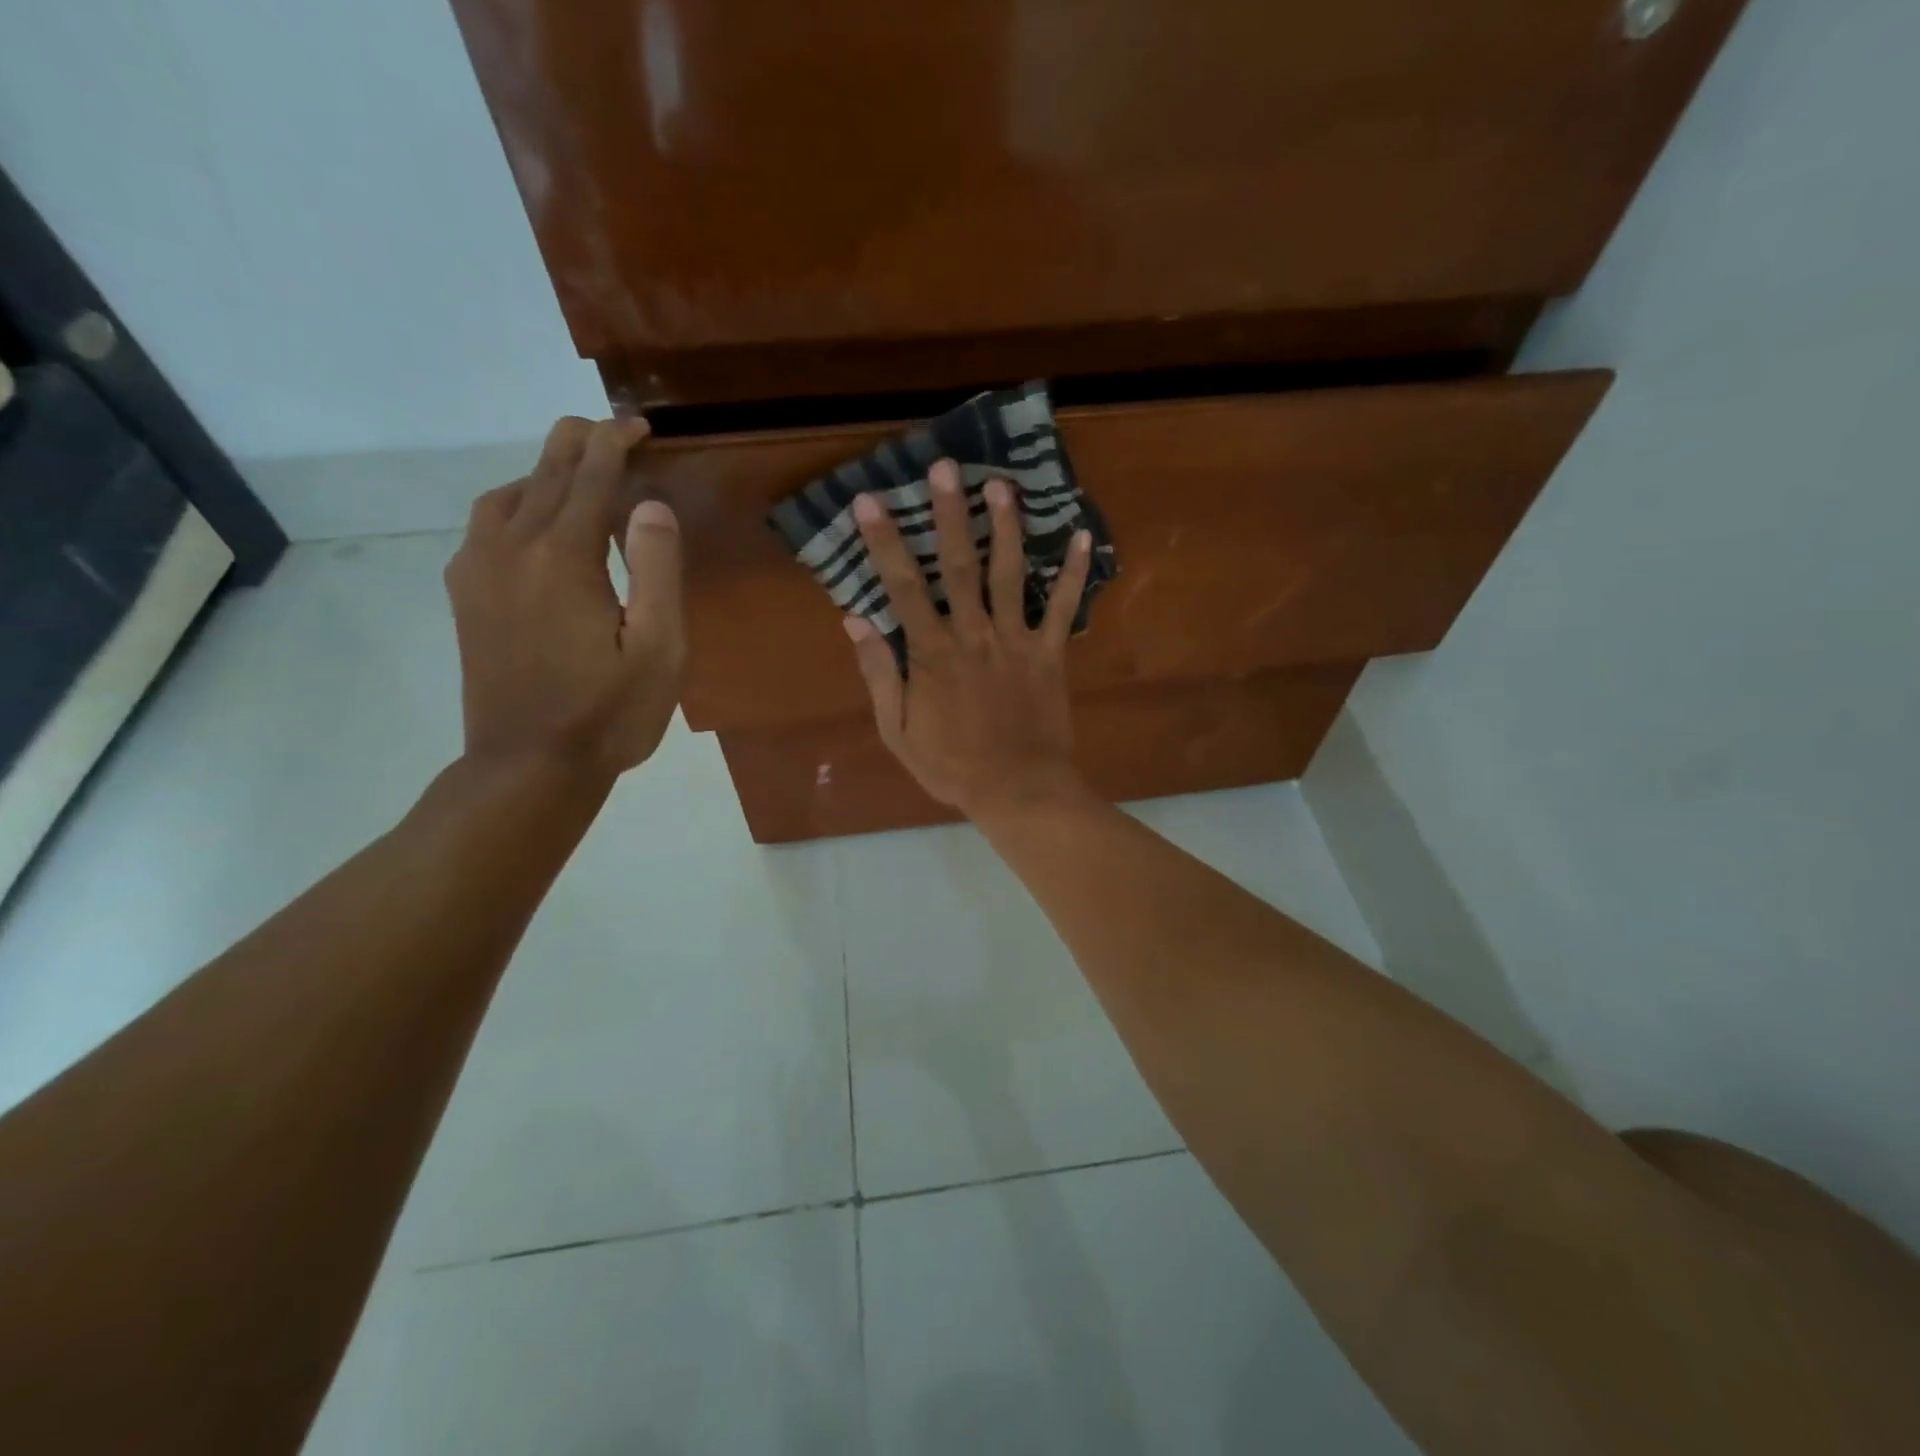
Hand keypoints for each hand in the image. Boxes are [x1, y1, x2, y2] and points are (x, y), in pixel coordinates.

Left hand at [445, 416, 683, 783]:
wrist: (528, 766)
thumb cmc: (609, 713)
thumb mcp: (660, 649)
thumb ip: (658, 570)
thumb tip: (650, 505)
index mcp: (564, 558)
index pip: (590, 477)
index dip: (615, 443)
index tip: (639, 426)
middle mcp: (511, 549)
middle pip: (544, 474)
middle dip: (578, 443)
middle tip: (610, 431)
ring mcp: (478, 571)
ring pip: (507, 495)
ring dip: (544, 472)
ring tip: (578, 475)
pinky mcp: (465, 596)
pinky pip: (485, 526)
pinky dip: (516, 504)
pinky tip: (534, 523)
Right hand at [843, 458, 1094, 817]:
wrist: (1018, 790)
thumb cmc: (952, 766)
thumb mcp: (897, 731)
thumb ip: (878, 675)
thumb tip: (853, 620)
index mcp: (932, 654)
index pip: (903, 588)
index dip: (885, 542)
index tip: (869, 500)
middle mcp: (974, 636)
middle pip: (959, 566)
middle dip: (950, 514)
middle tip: (946, 467)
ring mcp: (1016, 642)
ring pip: (1011, 575)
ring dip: (1006, 528)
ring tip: (1002, 484)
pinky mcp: (1050, 654)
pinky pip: (1064, 609)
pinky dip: (1074, 574)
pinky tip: (1083, 537)